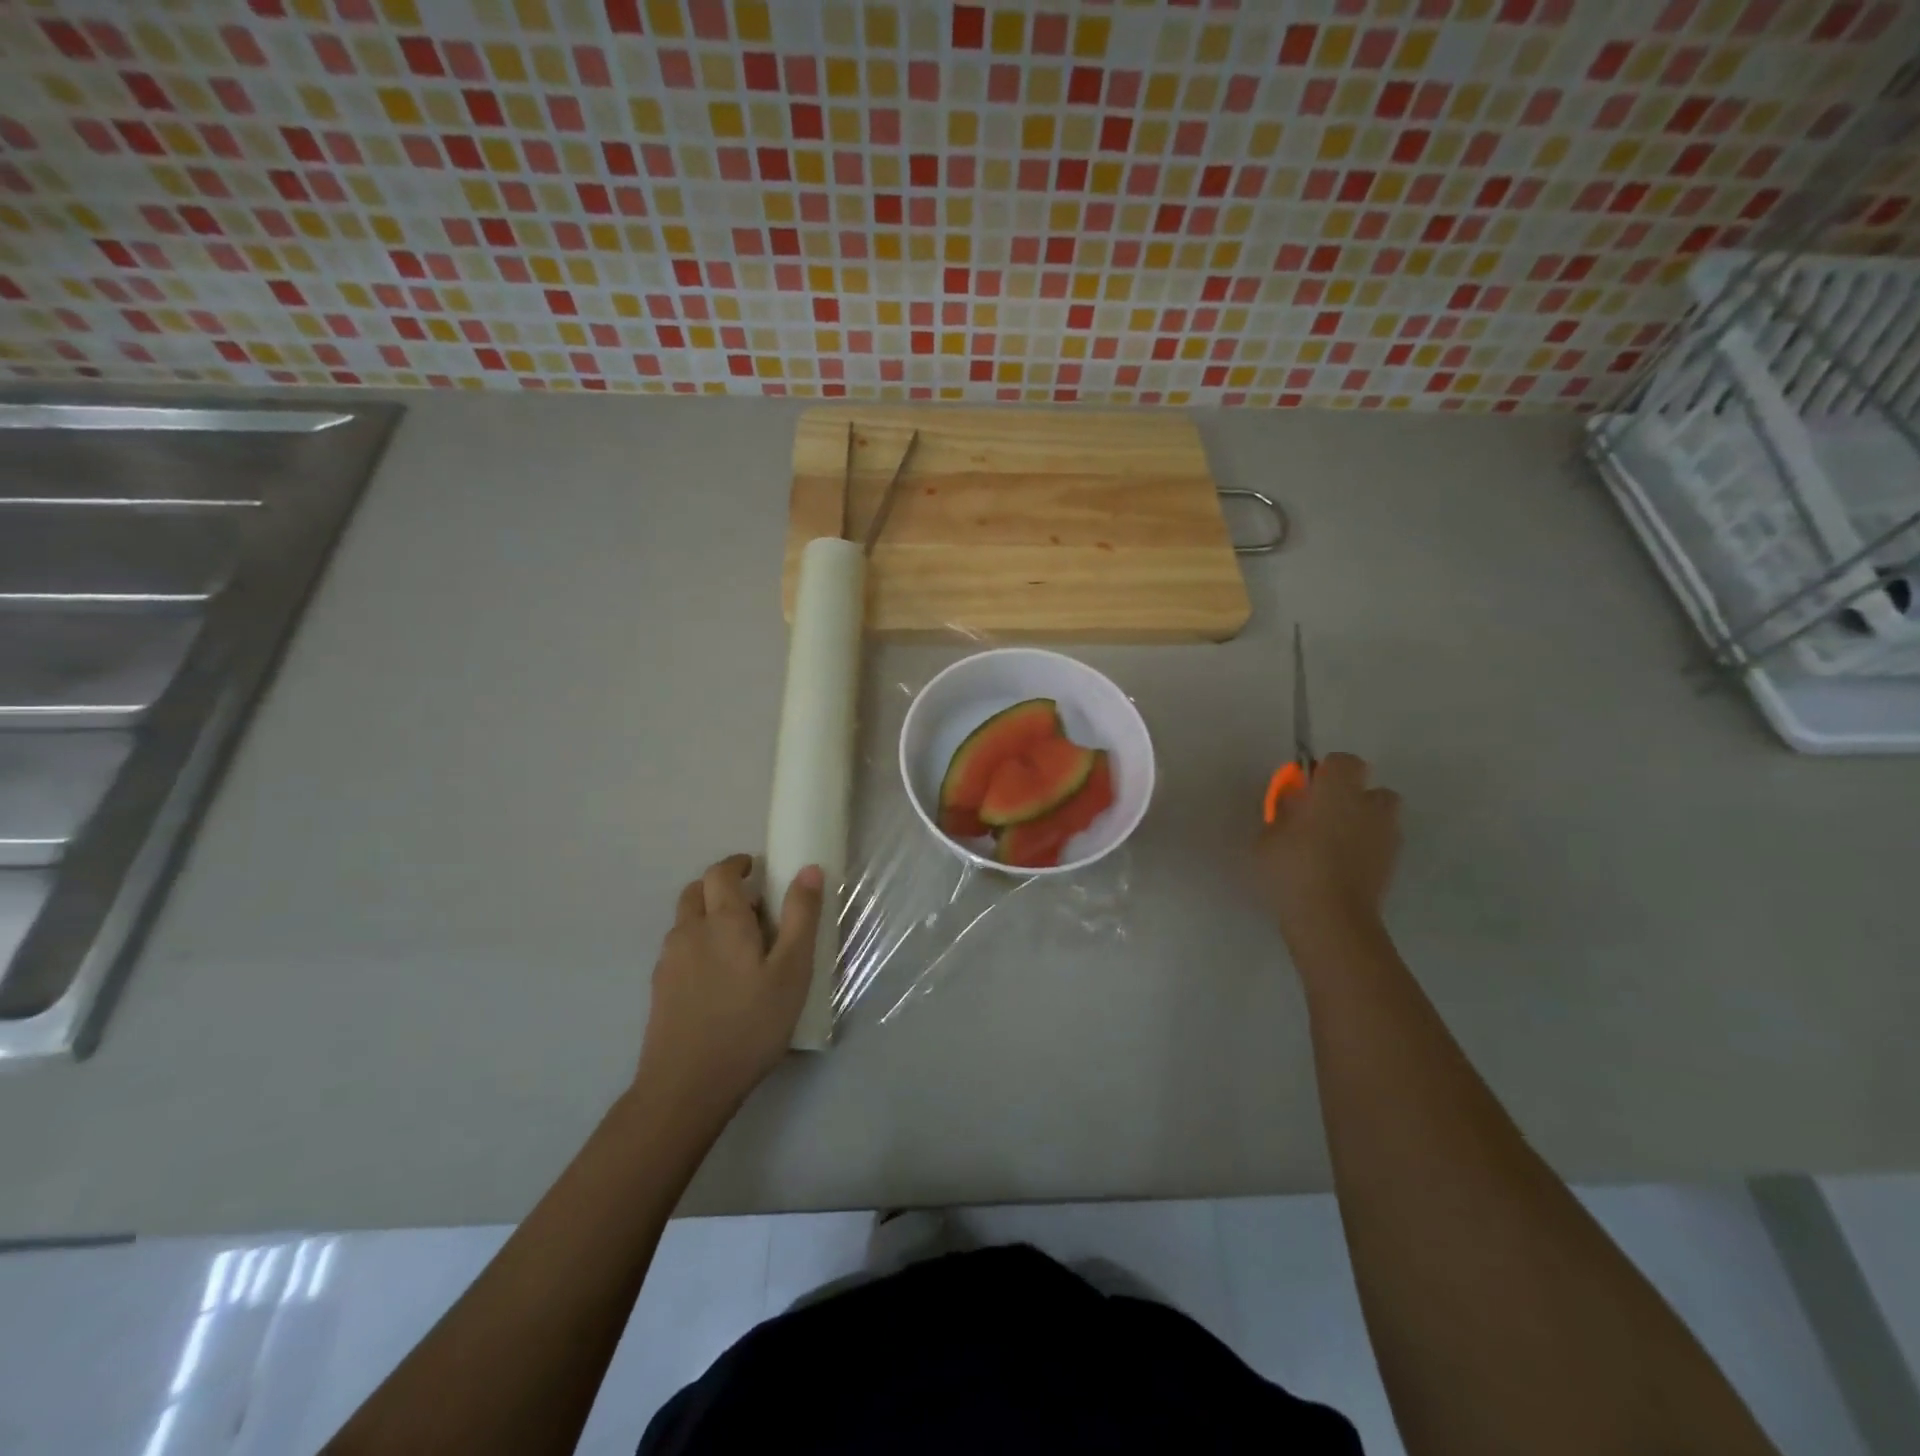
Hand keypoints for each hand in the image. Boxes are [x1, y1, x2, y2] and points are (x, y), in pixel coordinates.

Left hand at [634, 854, 823, 1124]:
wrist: (687, 1086)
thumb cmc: (750, 1024)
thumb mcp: (792, 971)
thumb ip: (801, 917)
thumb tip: (809, 869)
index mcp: (723, 921)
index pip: (720, 873)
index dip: (738, 864)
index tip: (757, 868)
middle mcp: (689, 932)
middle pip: (696, 892)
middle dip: (721, 887)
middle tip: (753, 905)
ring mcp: (669, 961)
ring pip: (686, 922)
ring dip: (709, 916)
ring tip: (740, 944)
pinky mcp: (659, 989)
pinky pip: (679, 950)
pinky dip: (698, 945)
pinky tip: (719, 978)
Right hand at [1257, 752, 1400, 944]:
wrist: (1331, 918)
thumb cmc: (1292, 868)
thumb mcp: (1268, 836)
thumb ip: (1284, 812)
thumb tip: (1295, 801)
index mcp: (1337, 790)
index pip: (1343, 761)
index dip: (1325, 772)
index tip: (1306, 790)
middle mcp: (1369, 805)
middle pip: (1370, 788)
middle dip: (1351, 796)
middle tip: (1322, 817)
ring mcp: (1387, 834)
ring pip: (1381, 815)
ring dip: (1363, 821)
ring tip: (1336, 842)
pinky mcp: (1393, 862)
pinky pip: (1381, 842)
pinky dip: (1367, 847)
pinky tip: (1343, 865)